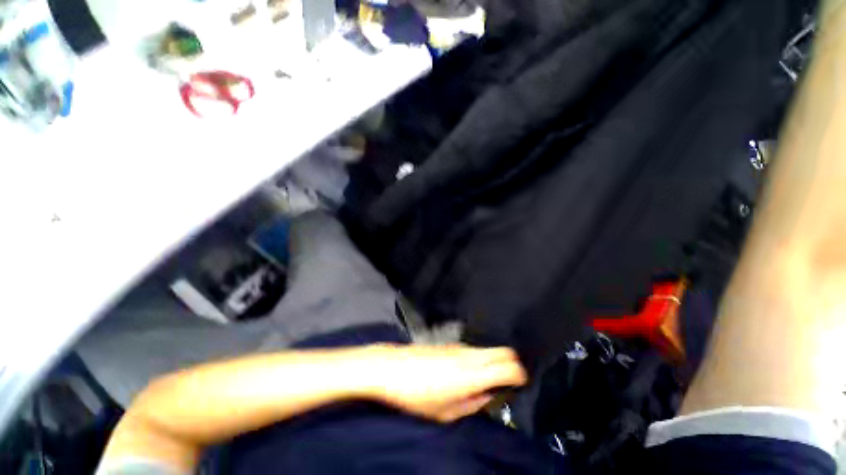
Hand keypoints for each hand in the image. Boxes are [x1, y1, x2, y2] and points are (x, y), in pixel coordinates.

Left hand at [359, 344, 527, 422]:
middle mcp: (469, 354)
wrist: (390, 367)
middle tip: (507, 380)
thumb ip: (473, 404)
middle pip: (503, 350)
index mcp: (472, 374)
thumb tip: (490, 395)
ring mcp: (459, 345)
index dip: (520, 374)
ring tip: (487, 377)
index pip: (508, 365)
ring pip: (488, 348)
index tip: (520, 384)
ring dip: (494, 360)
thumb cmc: (416, 395)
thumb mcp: (446, 412)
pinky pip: (474, 348)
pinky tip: (468, 369)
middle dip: (511, 363)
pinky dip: (480, 357)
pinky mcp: (449, 343)